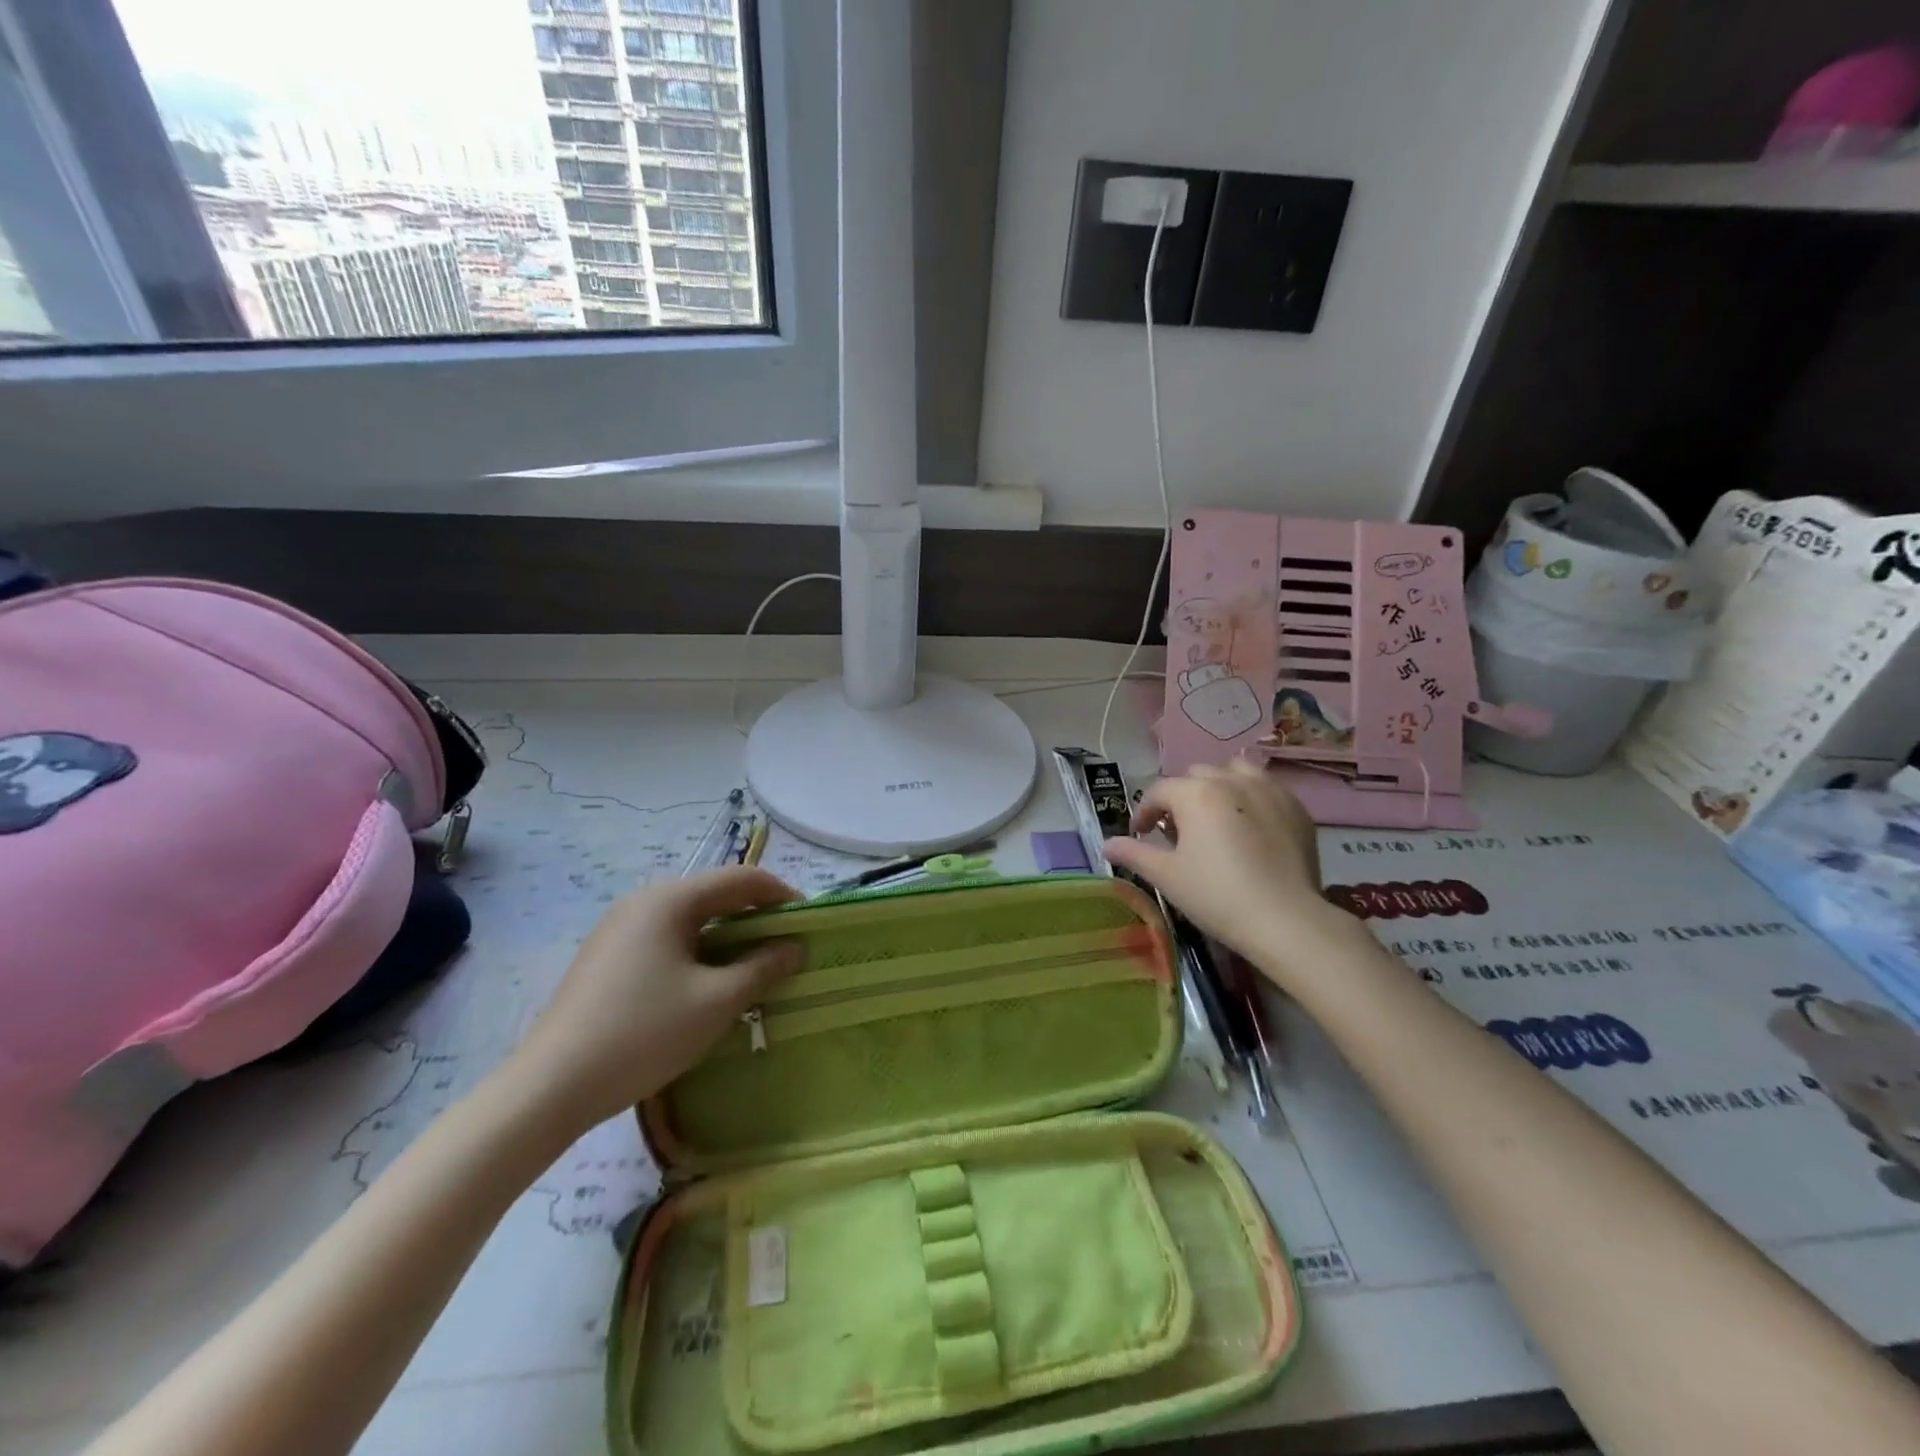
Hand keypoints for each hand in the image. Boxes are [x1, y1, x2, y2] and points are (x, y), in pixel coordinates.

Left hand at [503, 867, 802, 1133]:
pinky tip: (705, 988)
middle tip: (785, 951)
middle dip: (755, 919)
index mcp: (671, 899)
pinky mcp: (606, 957)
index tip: (809, 923)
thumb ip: (762, 968)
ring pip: (691, 921)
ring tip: (751, 972)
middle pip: (715, 896)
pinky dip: (698, 953)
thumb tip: (795, 947)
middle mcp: (643, 901)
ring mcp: (619, 929)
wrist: (550, 1087)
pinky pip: (666, 941)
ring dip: (727, 939)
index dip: (782, 896)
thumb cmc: (644, 1033)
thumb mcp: (716, 1002)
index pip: (742, 879)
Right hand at [1103, 760, 1357, 985]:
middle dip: (1182, 798)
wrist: (1286, 920)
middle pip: (1196, 776)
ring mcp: (1268, 789)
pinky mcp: (1296, 807)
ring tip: (1217, 817)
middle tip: (1180, 831)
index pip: (1159, 792)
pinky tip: (1250, 827)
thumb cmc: (1216, 895)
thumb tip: (1106, 844)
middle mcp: (1231, 780)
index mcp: (1196, 793)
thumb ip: (1134, 853)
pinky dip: (1251, 797)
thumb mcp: (1167, 876)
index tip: (1141, 835)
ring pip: (1234, 772)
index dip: (1144, 813)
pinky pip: (1266, 787)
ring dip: (1219, 787)